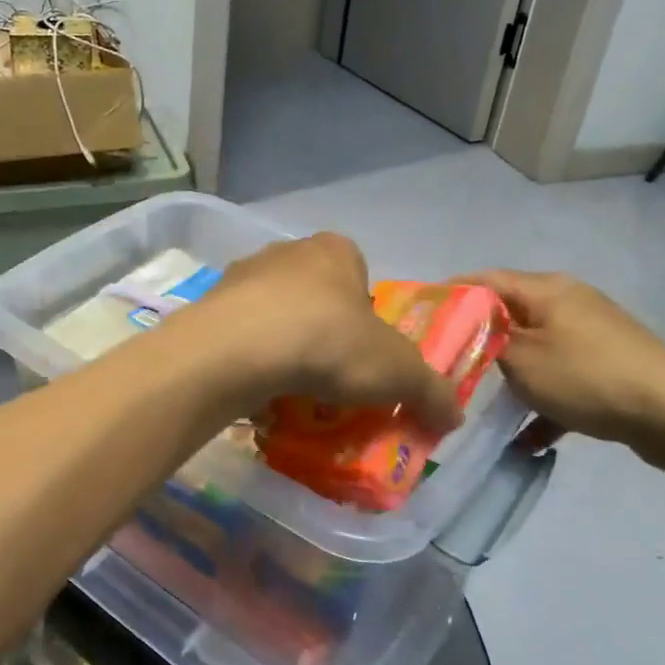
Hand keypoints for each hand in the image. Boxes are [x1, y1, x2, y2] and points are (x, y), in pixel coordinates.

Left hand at [196, 233, 463, 432]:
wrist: (239, 349)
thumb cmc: (328, 342)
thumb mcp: (397, 371)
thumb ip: (431, 390)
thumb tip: (455, 414)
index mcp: (334, 250)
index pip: (358, 275)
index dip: (365, 315)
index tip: (362, 354)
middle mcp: (285, 252)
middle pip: (313, 294)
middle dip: (321, 331)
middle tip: (328, 375)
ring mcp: (240, 276)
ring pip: (272, 313)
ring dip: (282, 344)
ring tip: (289, 387)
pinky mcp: (208, 306)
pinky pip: (239, 334)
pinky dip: (249, 357)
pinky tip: (255, 387)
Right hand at [462, 270, 664, 450]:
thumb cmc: (585, 377)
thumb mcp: (520, 359)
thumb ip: (487, 341)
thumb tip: (473, 332)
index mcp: (547, 290)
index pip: (486, 279)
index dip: (451, 293)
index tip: (422, 315)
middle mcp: (570, 302)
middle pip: (510, 315)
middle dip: (478, 340)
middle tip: (446, 362)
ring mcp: (593, 334)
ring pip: (535, 350)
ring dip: (511, 377)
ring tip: (483, 404)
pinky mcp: (609, 365)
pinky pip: (563, 378)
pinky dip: (544, 401)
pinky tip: (529, 439)